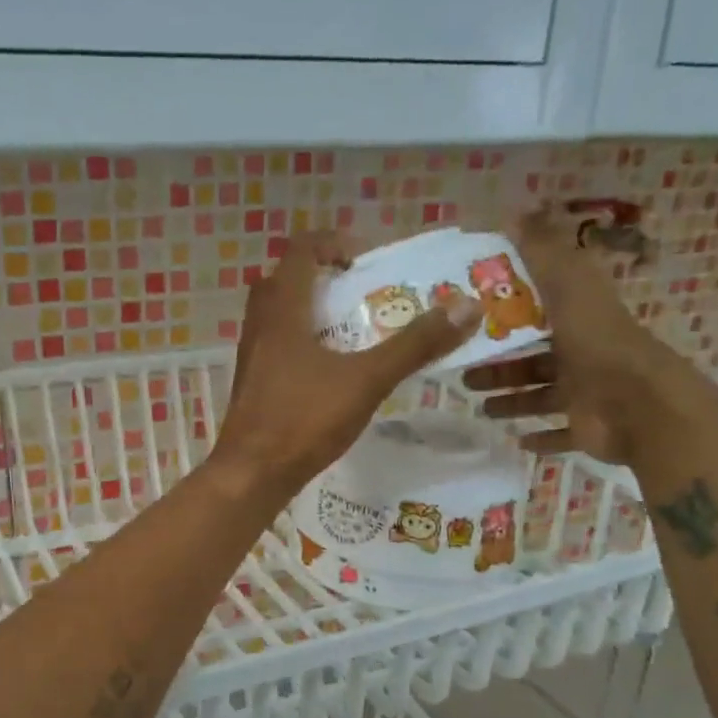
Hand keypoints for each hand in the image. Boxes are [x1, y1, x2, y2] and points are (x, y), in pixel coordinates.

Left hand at [212, 231, 480, 497]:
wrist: (250, 474)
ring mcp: (251, 356)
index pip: (299, 251)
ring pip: (275, 315)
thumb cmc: (304, 419)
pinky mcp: (251, 384)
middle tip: (356, 293)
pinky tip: (327, 371)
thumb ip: (414, 344)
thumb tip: (467, 306)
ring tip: (349, 332)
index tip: (363, 262)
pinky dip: (299, 342)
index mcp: (282, 311)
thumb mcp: (367, 380)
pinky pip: (274, 345)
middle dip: (320, 277)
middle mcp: (259, 325)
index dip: (331, 244)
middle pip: (283, 280)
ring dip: (309, 311)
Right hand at [467, 210, 690, 465]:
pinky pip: (561, 434)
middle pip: (533, 359)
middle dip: (498, 367)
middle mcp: (583, 355)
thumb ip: (542, 253)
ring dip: (511, 401)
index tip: (470, 321)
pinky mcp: (589, 429)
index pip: (538, 313)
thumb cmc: (598, 345)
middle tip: (462, 375)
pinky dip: (541, 437)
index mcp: (579, 321)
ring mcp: (588, 394)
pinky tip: (517, 440)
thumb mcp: (568, 288)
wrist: (641, 406)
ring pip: (541, 397)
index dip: (506, 315)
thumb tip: (515, 210)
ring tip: (480, 408)